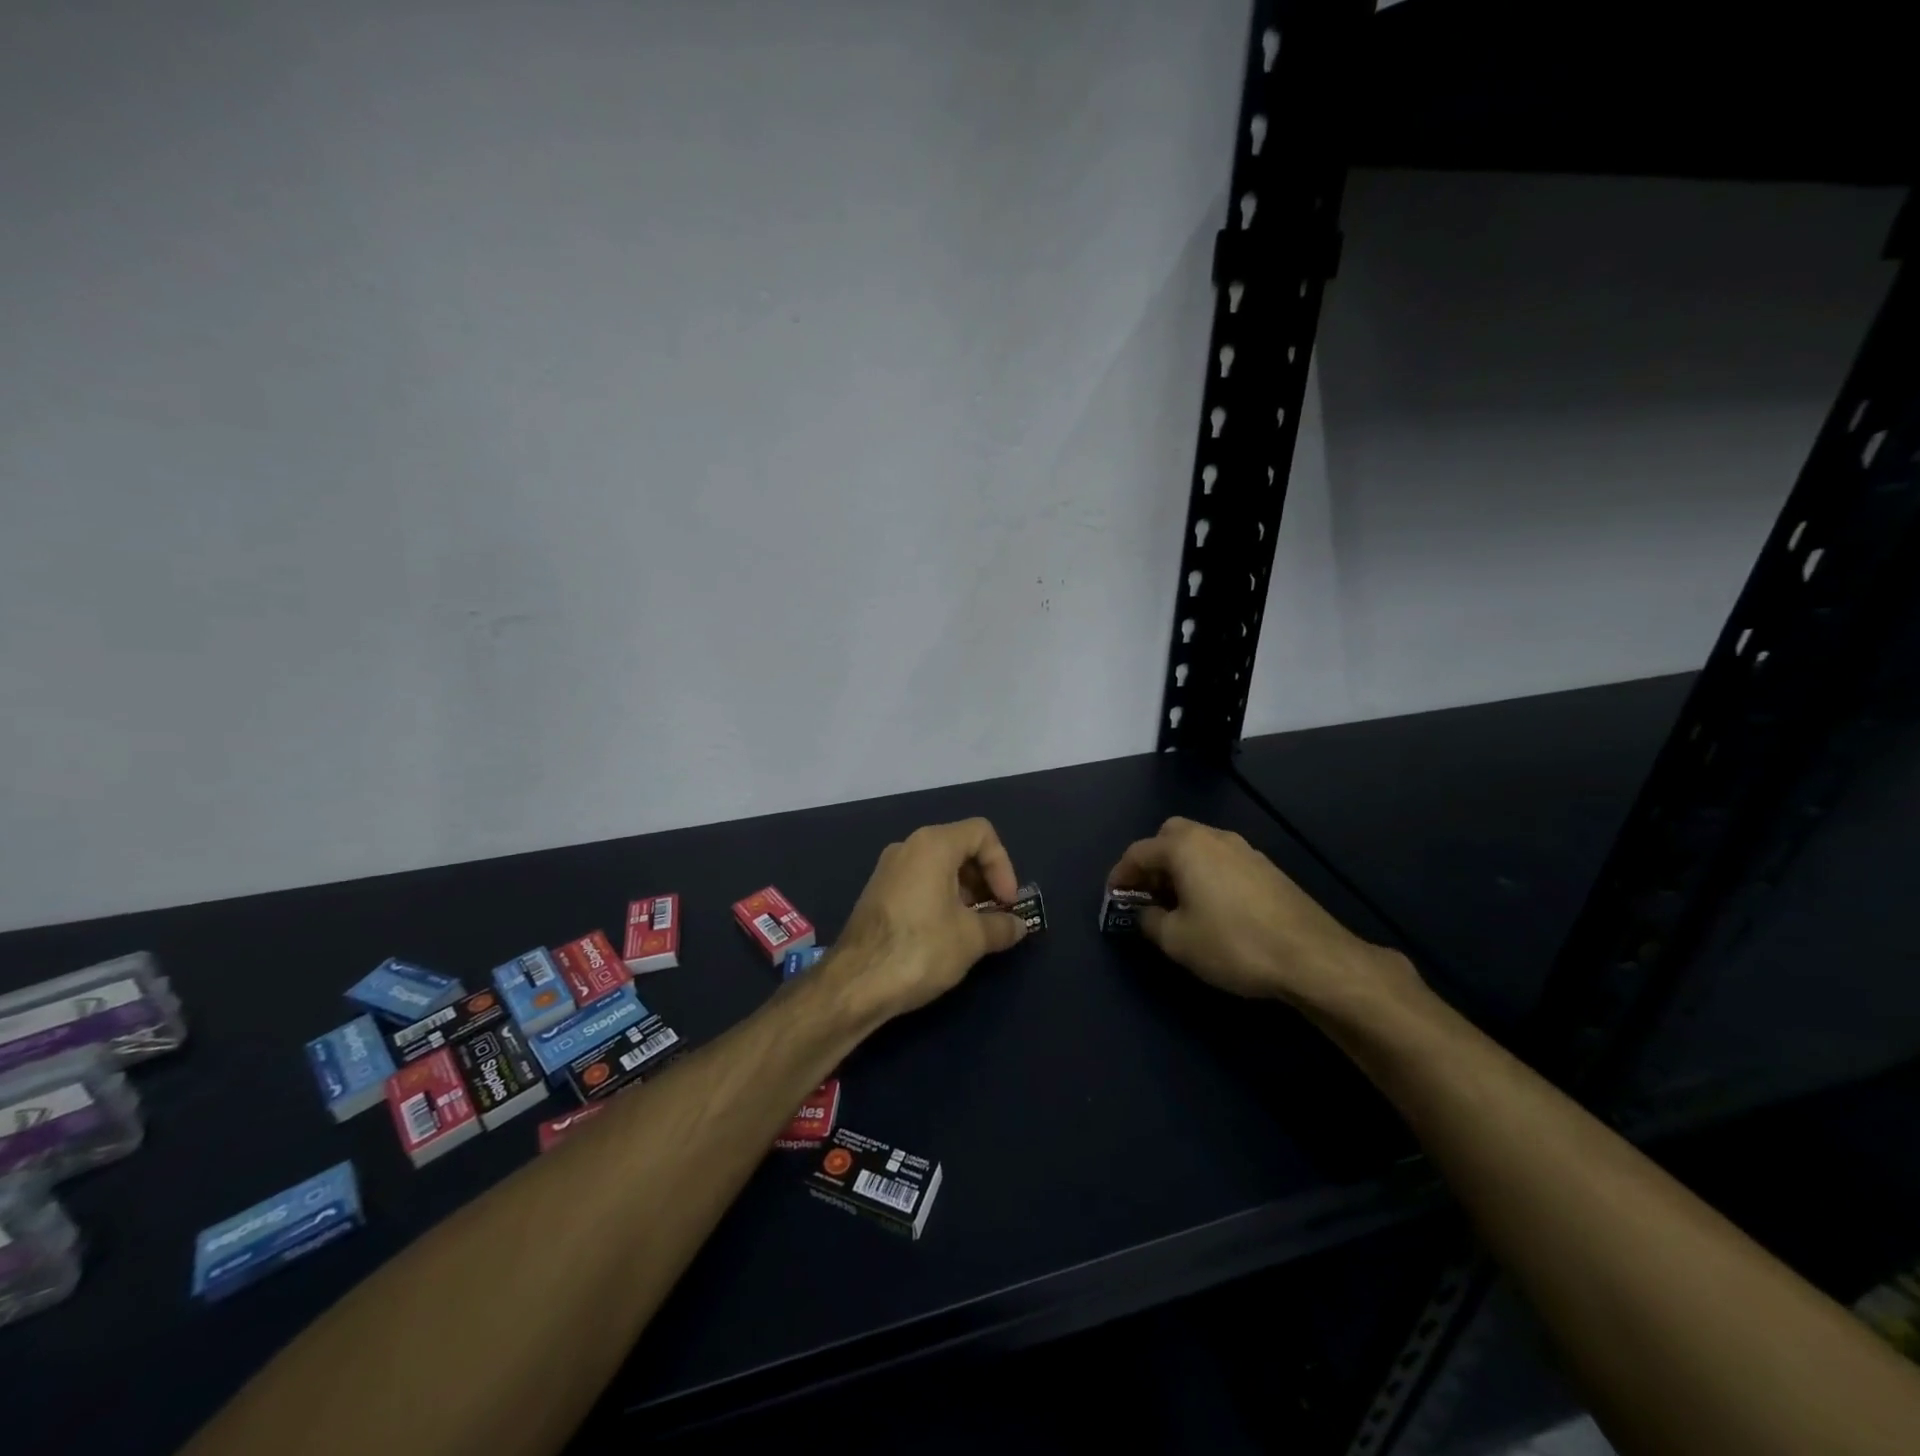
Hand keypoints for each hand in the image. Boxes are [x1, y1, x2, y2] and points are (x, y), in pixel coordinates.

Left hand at [826, 818, 1028, 1025]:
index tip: (1007, 902)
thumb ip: (1001, 926)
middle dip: (984, 879)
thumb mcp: (972, 939)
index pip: (981, 833)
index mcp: (932, 845)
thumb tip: (1019, 926)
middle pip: (959, 847)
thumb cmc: (921, 949)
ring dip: (964, 892)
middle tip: (995, 914)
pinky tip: (945, 934)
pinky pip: (919, 882)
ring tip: (974, 929)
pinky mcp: (877, 893)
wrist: (856, 983)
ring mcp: (888, 870)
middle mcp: (907, 847)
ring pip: (938, 867)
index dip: (1003, 865)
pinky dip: (940, 898)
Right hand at [1107, 816, 1416, 1016]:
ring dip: (1180, 867)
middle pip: (1169, 837)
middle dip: (1152, 861)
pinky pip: (1221, 860)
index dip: (1120, 875)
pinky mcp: (1266, 868)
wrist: (1311, 957)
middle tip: (1146, 894)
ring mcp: (1244, 850)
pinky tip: (1211, 907)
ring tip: (1176, 904)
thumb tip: (1145, 912)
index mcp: (1185, 847)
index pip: (1138, 852)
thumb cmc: (1233, 944)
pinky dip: (1205, 874)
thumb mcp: (1177, 940)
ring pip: (1199, 846)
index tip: (1113, 898)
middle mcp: (1214, 837)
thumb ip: (1150, 920)